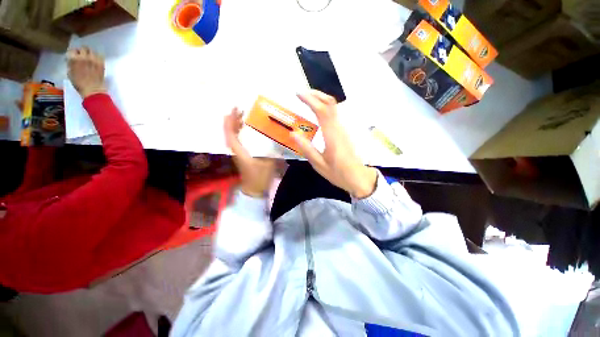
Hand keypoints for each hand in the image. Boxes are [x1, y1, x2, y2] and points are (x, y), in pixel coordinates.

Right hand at [67, 47, 106, 98]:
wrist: (93, 90)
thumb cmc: (79, 84)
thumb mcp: (70, 73)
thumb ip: (71, 64)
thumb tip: (71, 60)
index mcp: (74, 59)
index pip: (72, 50)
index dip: (72, 53)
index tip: (73, 55)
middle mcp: (84, 57)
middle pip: (83, 48)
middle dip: (81, 50)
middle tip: (81, 54)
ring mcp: (93, 59)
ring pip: (91, 50)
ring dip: (89, 52)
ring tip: (89, 57)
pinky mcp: (101, 63)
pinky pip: (100, 55)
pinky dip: (97, 56)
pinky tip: (95, 60)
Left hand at [224, 107, 276, 197]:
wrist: (255, 189)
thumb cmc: (260, 177)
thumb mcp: (268, 163)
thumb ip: (272, 150)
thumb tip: (276, 137)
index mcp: (240, 151)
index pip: (230, 134)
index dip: (230, 121)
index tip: (234, 110)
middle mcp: (236, 150)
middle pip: (230, 133)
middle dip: (233, 121)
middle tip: (240, 110)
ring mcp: (239, 153)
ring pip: (233, 137)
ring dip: (236, 126)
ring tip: (243, 117)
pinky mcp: (243, 155)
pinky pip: (239, 141)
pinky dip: (241, 133)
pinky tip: (248, 130)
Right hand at [291, 90, 376, 198]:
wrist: (358, 177)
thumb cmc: (338, 173)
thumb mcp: (319, 164)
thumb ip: (306, 148)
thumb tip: (293, 133)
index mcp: (332, 136)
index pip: (322, 111)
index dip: (310, 100)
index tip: (298, 94)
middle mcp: (339, 128)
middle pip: (331, 104)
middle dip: (316, 94)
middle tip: (302, 93)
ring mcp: (344, 129)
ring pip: (334, 107)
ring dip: (321, 99)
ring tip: (308, 98)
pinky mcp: (345, 131)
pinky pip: (336, 114)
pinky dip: (326, 107)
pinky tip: (318, 111)